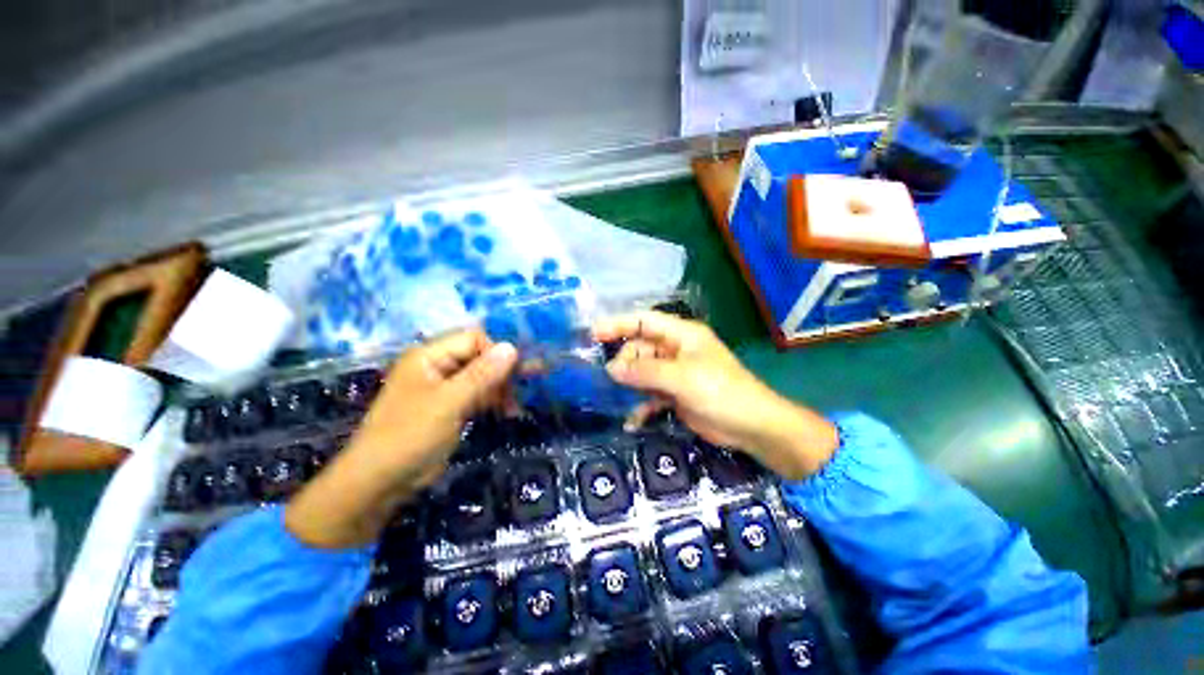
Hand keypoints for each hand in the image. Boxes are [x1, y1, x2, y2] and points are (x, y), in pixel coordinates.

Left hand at [285, 329, 517, 547]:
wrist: (379, 483)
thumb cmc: (409, 436)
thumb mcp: (449, 403)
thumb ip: (482, 374)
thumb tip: (512, 347)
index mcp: (429, 356)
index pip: (473, 338)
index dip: (496, 352)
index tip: (515, 373)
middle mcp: (437, 366)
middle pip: (479, 357)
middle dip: (503, 370)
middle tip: (526, 386)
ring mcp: (444, 388)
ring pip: (482, 377)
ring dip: (501, 388)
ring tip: (516, 405)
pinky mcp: (450, 407)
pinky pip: (478, 395)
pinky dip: (493, 401)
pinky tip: (508, 411)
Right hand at [593, 311, 837, 480]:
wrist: (751, 427)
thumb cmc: (721, 392)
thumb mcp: (682, 378)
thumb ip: (645, 371)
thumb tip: (611, 369)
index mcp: (680, 335)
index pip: (643, 321)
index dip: (618, 324)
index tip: (593, 334)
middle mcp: (675, 350)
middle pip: (639, 349)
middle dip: (624, 363)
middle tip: (610, 380)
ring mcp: (674, 373)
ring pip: (642, 373)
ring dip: (629, 386)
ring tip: (616, 399)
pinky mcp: (674, 394)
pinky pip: (649, 394)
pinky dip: (640, 405)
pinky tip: (633, 420)